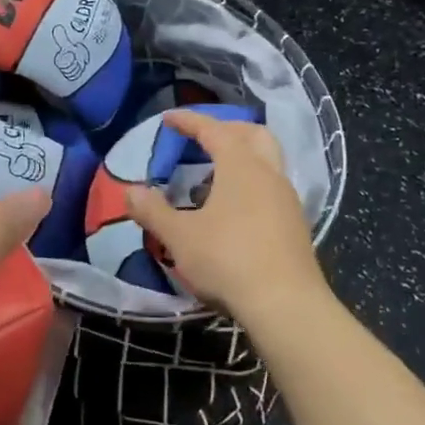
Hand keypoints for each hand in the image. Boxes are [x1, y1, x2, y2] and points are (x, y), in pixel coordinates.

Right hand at [126, 111, 329, 334]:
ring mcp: (287, 199)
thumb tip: (129, 191)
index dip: (189, 121)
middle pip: (252, 134)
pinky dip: (251, 183)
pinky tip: (233, 209)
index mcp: (241, 166)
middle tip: (201, 139)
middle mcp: (269, 174)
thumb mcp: (179, 236)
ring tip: (213, 176)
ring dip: (241, 157)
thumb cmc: (228, 260)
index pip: (213, 129)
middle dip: (226, 129)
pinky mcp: (295, 225)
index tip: (167, 119)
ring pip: (267, 161)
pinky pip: (271, 187)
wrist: (286, 306)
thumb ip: (153, 211)